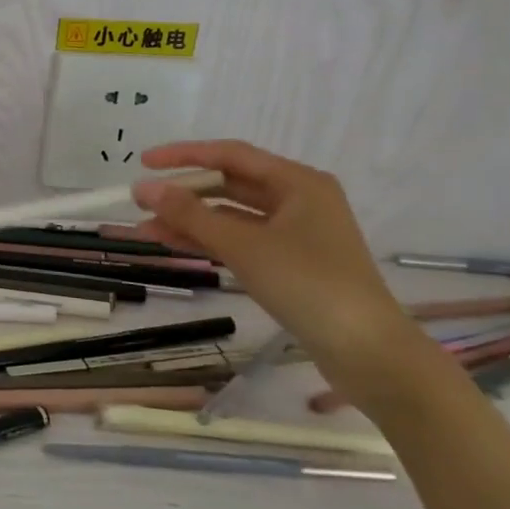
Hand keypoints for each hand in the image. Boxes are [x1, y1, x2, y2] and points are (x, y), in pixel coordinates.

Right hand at [131, 140, 418, 386]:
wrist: (368, 354)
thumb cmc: (309, 285)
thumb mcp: (243, 246)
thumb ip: (190, 215)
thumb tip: (143, 188)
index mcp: (298, 182)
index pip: (230, 155)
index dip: (183, 155)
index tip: (144, 162)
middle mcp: (299, 200)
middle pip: (230, 185)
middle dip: (184, 194)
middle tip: (141, 202)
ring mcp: (296, 233)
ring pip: (232, 216)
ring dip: (191, 221)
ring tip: (146, 230)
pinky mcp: (291, 263)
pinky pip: (240, 240)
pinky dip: (209, 241)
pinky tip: (174, 246)